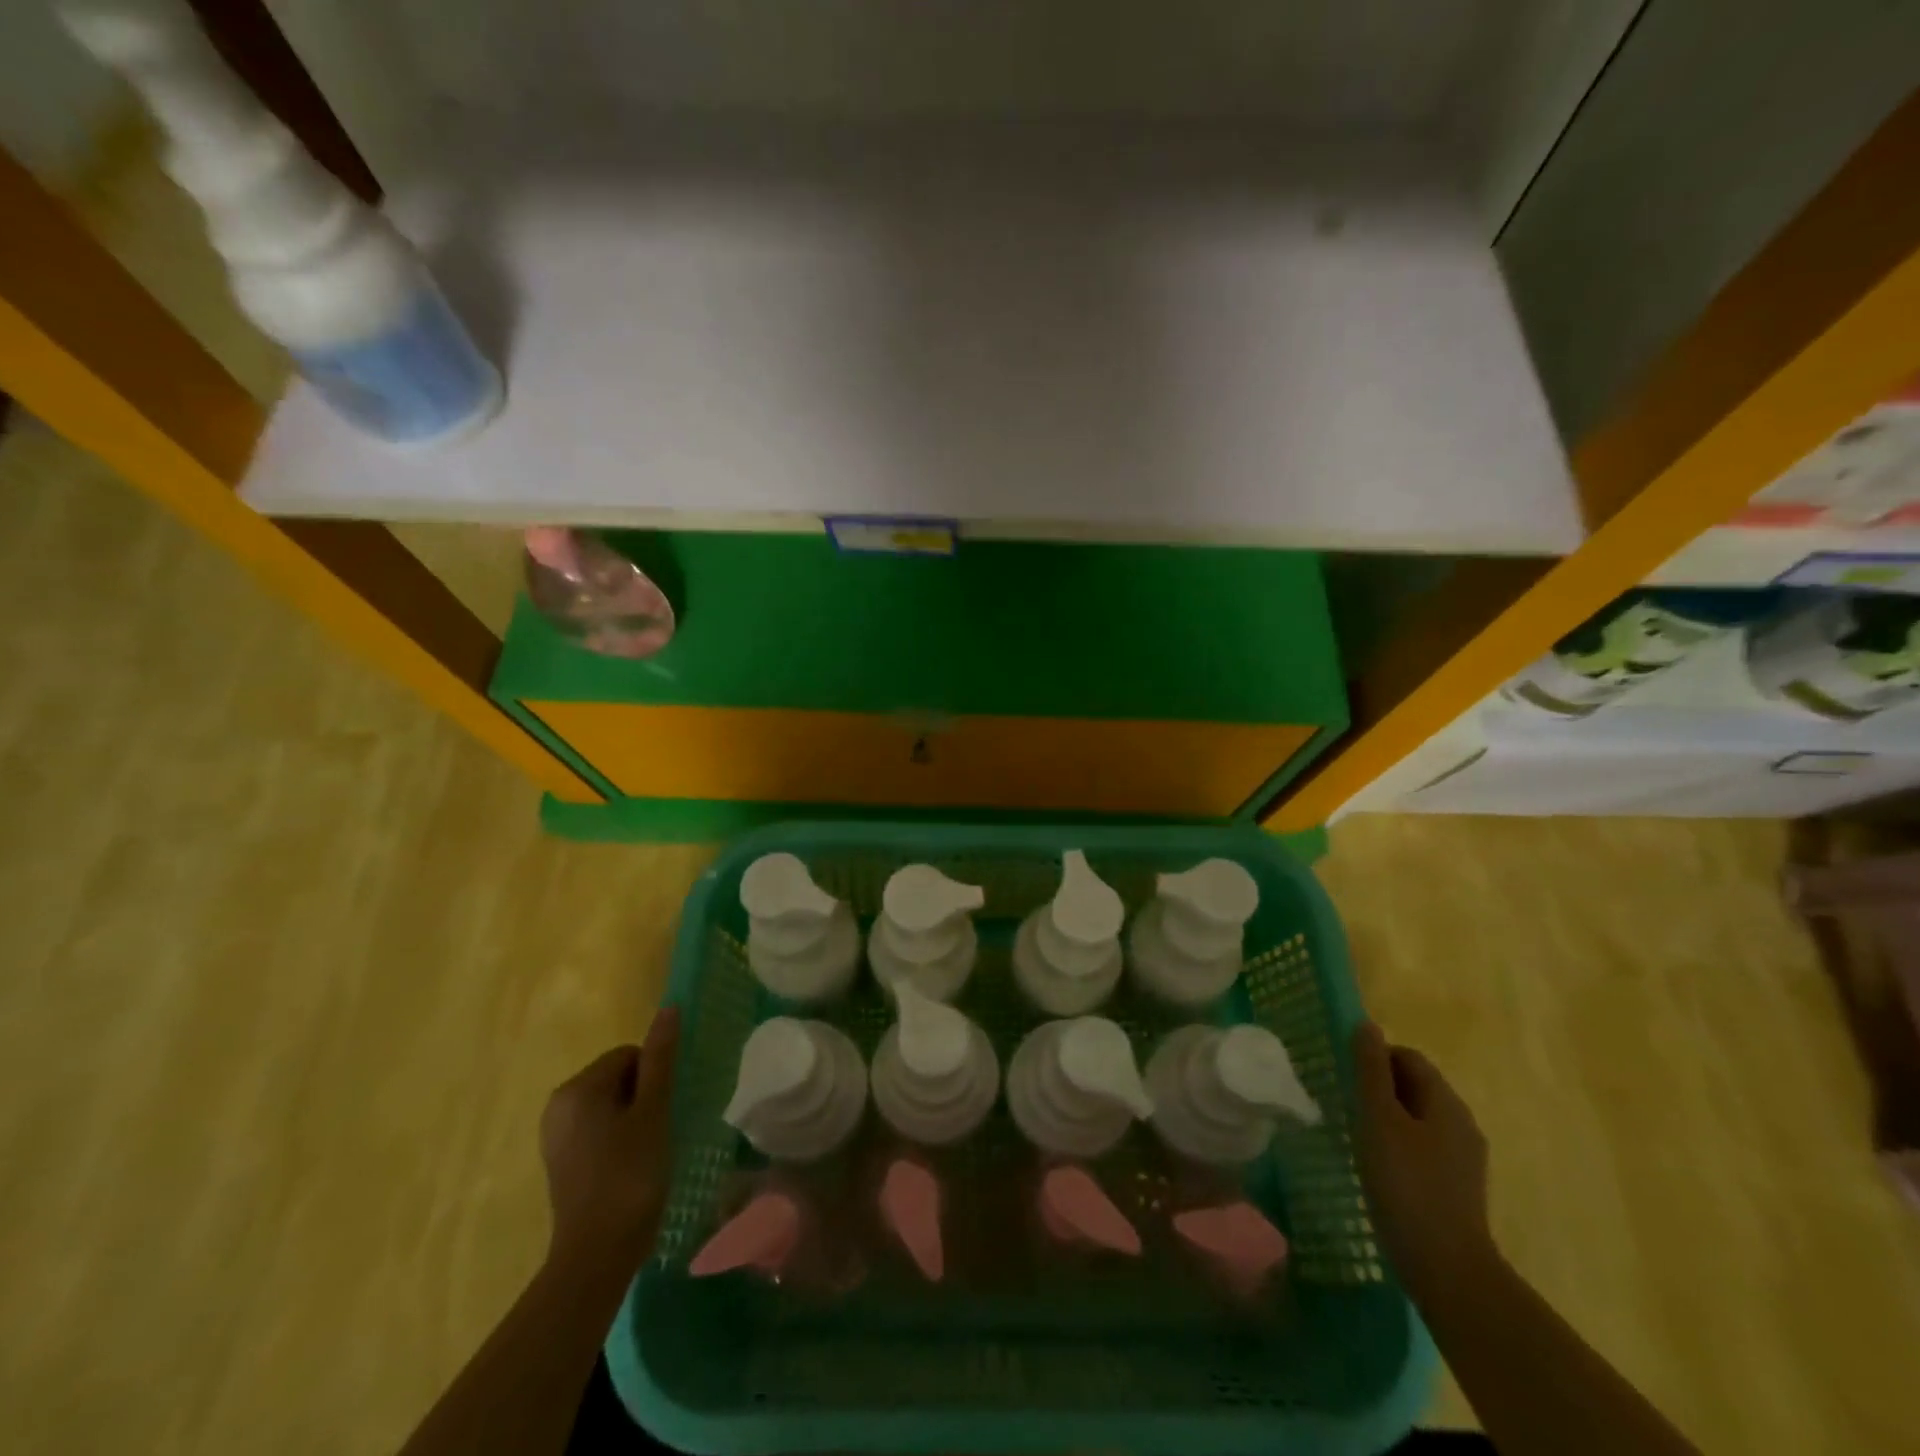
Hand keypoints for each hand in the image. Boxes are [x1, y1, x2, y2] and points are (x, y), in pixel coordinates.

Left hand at [539, 1007, 680, 1271]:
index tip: (663, 1112)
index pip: (629, 1055)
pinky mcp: (560, 1162)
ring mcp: (555, 1136)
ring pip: (609, 1105)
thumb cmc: (630, 1175)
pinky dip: (617, 1139)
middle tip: (657, 1131)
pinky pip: (597, 1130)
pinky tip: (629, 1166)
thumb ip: (660, 1058)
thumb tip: (669, 1008)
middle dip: (642, 1097)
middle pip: (617, 1077)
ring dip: (633, 1119)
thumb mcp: (653, 1111)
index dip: (654, 1079)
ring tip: (646, 1151)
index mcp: (577, 1088)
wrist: (596, 1256)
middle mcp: (557, 1105)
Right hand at [1352, 1021, 1496, 1309]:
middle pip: (1416, 1086)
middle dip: (1379, 1088)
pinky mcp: (1457, 1187)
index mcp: (1446, 1102)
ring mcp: (1463, 1159)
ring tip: (1357, 1135)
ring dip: (1387, 1118)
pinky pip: (1424, 1148)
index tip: (1345, 1078)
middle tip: (1346, 1104)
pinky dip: (1399, 1146)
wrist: (1447, 1269)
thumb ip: (1370, 1071)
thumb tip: (1366, 1025)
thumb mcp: (1378, 1119)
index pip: (1408, 1058)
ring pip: (1418, 1119)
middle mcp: (1461, 1123)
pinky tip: (1378, 1167)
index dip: (1375, 1059)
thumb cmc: (1406, 1184)